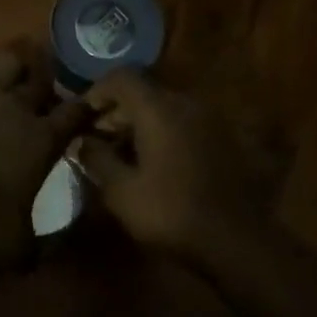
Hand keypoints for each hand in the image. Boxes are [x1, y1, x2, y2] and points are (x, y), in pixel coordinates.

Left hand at [0, 44, 91, 273]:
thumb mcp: (19, 251)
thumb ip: (51, 242)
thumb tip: (72, 241)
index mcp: (42, 140)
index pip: (77, 112)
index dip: (87, 109)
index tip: (91, 110)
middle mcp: (16, 106)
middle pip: (43, 77)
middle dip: (48, 84)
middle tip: (44, 98)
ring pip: (9, 57)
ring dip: (16, 65)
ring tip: (13, 77)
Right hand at [74, 70, 285, 259]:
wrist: (234, 239)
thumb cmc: (171, 212)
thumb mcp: (122, 192)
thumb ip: (97, 159)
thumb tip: (82, 142)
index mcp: (159, 109)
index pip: (123, 77)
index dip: (98, 91)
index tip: (83, 117)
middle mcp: (185, 103)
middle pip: (144, 92)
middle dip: (117, 112)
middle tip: (98, 141)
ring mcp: (208, 119)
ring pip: (165, 108)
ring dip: (140, 124)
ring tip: (123, 155)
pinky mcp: (222, 137)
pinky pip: (183, 123)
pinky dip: (163, 133)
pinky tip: (155, 164)